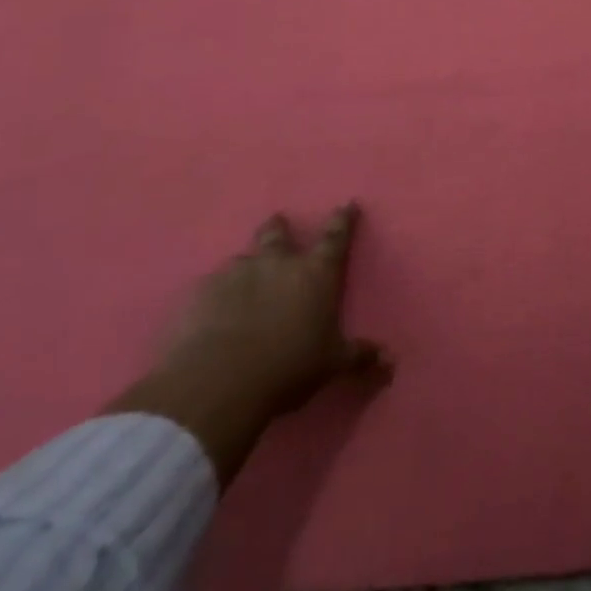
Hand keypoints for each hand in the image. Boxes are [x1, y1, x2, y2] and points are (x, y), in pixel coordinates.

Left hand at [163, 206, 390, 417]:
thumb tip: (390, 360)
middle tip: (278, 223)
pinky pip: (210, 286)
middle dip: (280, 227)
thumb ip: (359, 356)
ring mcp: (235, 274)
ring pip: (242, 258)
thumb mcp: (331, 364)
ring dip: (247, 266)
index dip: (343, 219)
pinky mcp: (200, 293)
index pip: (336, 236)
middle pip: (278, 233)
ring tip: (242, 282)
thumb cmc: (287, 368)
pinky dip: (215, 294)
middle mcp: (278, 263)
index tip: (347, 204)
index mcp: (316, 273)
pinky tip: (210, 312)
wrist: (215, 385)